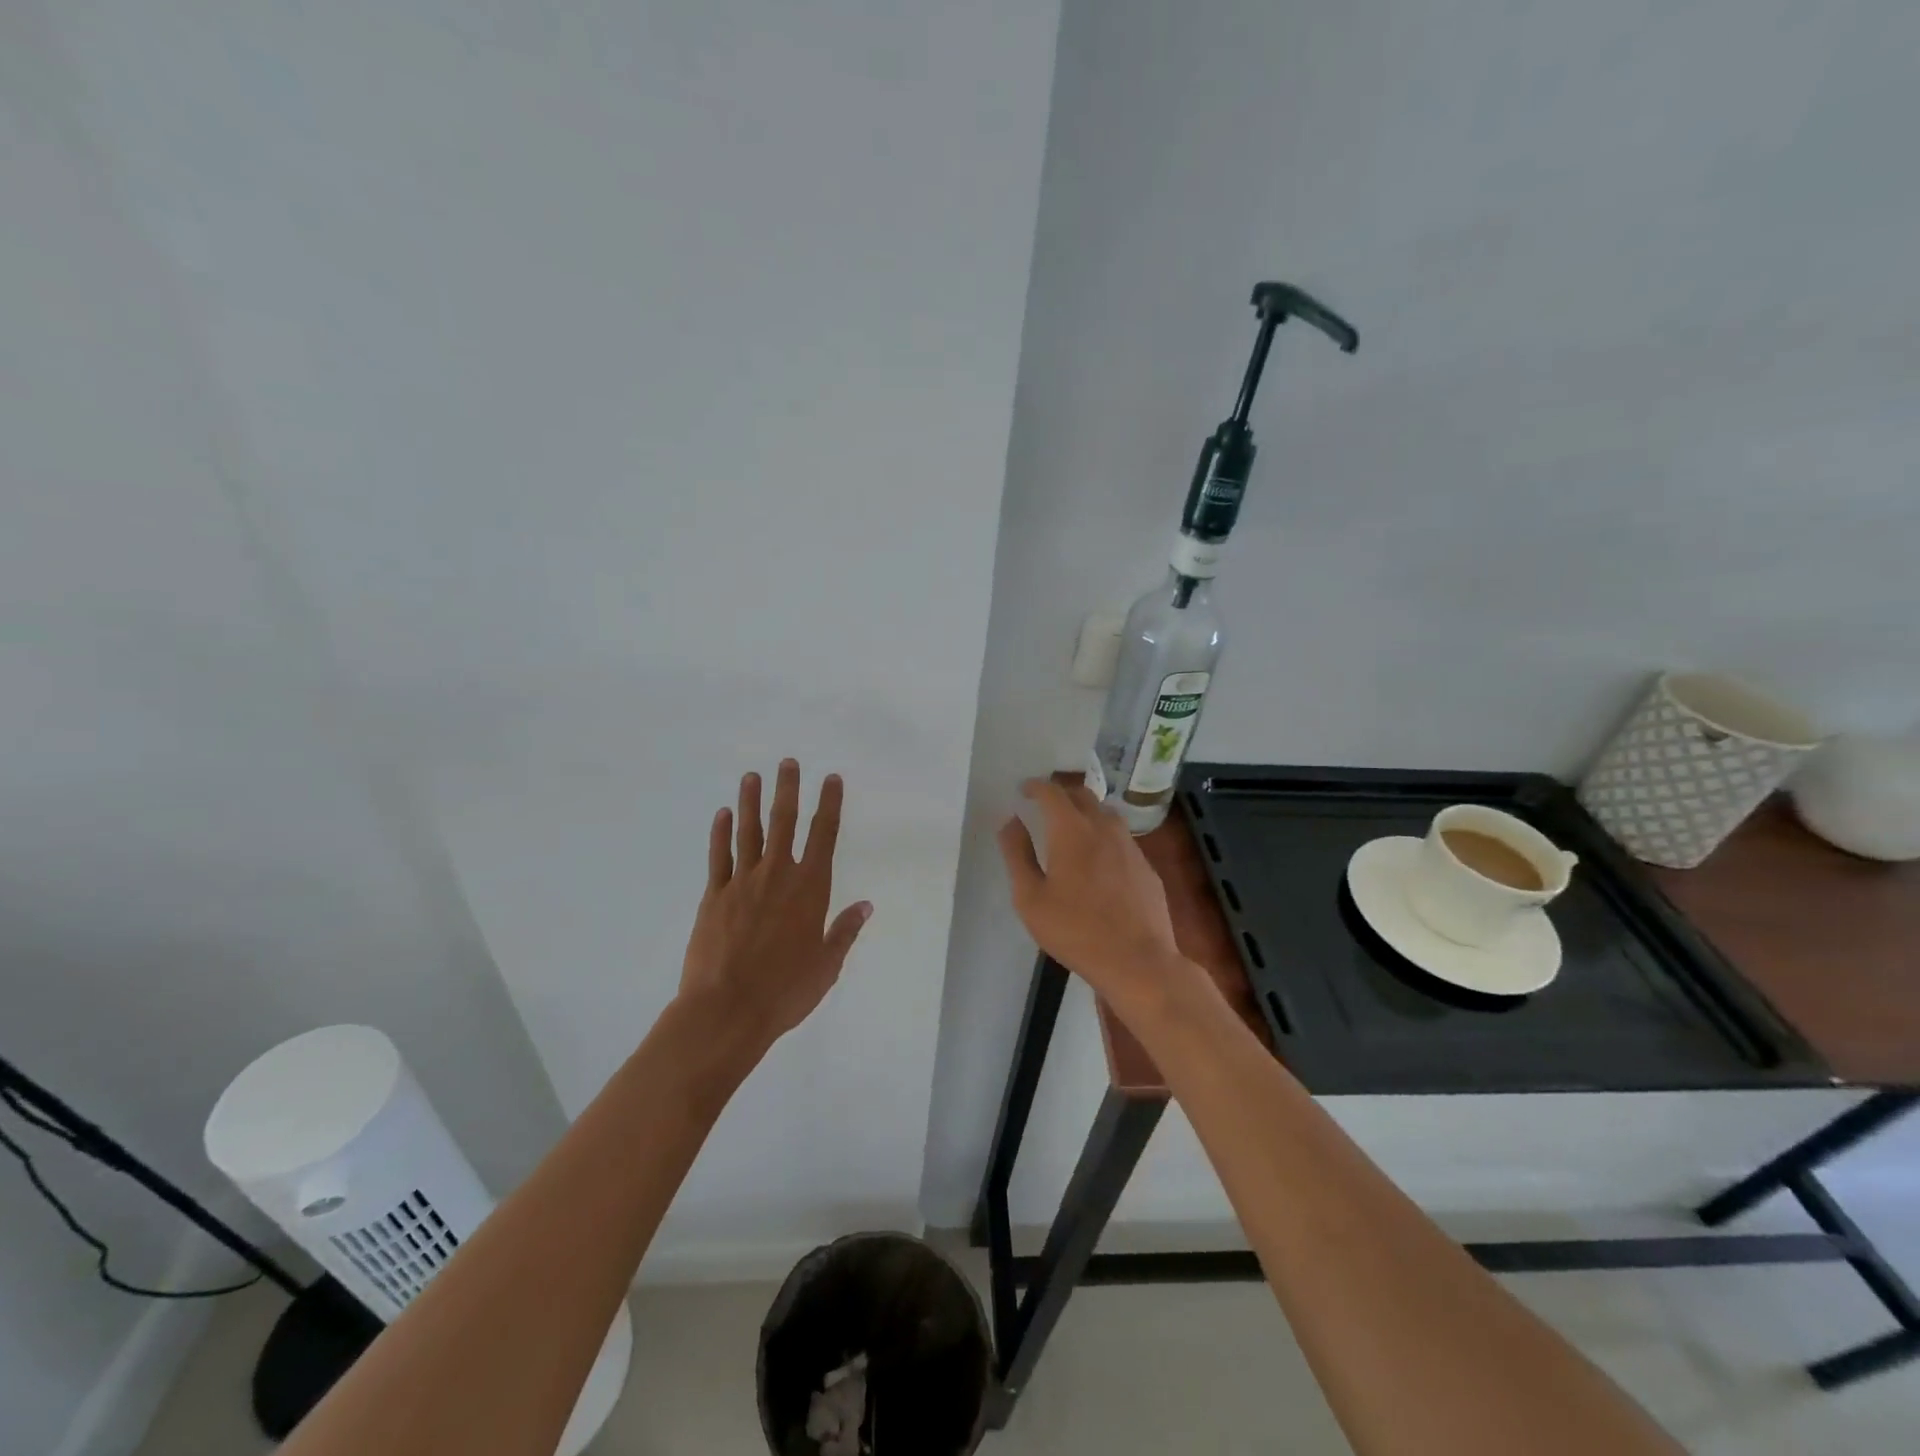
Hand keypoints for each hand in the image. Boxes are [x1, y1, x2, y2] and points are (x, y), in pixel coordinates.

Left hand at [679, 759, 871, 1050]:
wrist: (726, 1010)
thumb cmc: (785, 991)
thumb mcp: (827, 965)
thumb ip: (845, 931)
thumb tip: (866, 905)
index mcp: (810, 888)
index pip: (823, 835)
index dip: (829, 804)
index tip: (831, 779)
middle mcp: (778, 875)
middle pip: (784, 822)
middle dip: (788, 789)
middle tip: (788, 762)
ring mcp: (743, 882)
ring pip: (749, 832)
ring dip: (751, 801)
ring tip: (752, 776)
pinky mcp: (714, 896)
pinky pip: (719, 856)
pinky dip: (721, 833)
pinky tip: (723, 814)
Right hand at [996, 778, 1185, 1003]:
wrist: (1138, 961)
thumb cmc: (1075, 930)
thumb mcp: (1030, 898)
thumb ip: (1017, 855)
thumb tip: (1010, 821)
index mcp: (1072, 830)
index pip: (1052, 792)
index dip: (1036, 786)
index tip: (1024, 790)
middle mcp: (1104, 828)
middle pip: (1083, 796)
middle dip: (1061, 794)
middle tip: (1045, 806)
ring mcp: (1130, 846)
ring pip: (1106, 814)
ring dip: (1086, 812)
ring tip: (1071, 828)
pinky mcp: (1146, 867)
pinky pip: (1122, 839)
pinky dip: (1104, 837)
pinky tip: (1099, 861)